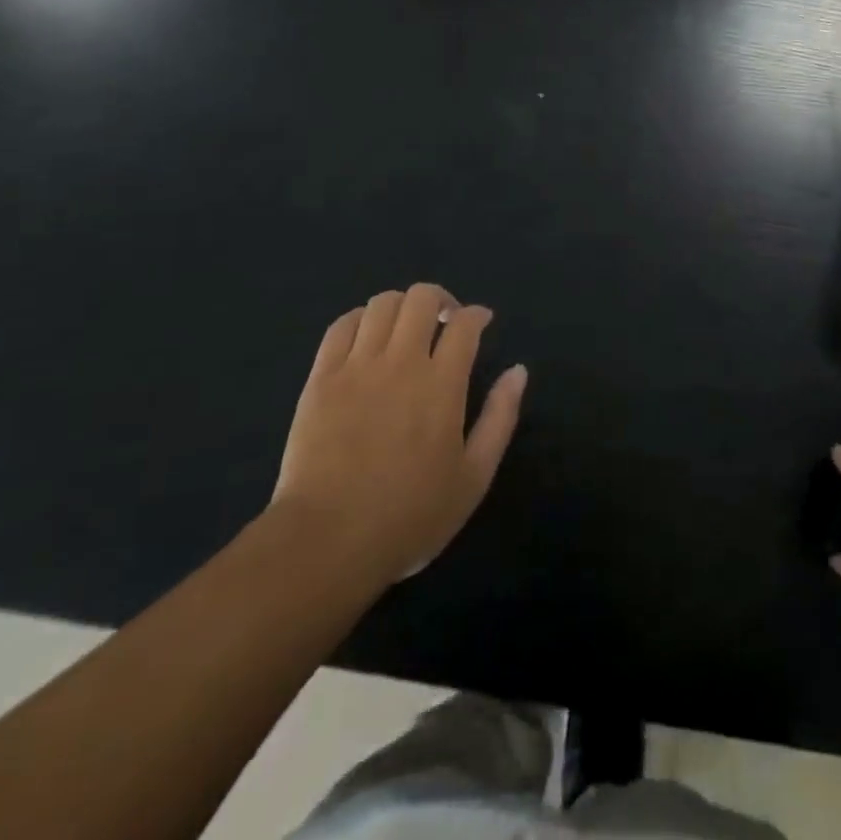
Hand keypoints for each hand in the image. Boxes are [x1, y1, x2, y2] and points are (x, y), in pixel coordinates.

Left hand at [273, 284, 526, 589]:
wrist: (328, 541)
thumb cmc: (410, 516)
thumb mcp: (473, 477)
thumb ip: (500, 417)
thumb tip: (519, 371)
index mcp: (442, 383)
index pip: (464, 324)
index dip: (477, 314)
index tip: (481, 321)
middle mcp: (401, 361)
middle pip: (421, 298)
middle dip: (440, 299)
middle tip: (445, 321)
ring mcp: (357, 366)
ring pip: (382, 304)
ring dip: (402, 306)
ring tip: (406, 328)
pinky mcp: (321, 378)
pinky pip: (341, 326)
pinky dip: (360, 319)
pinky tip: (367, 335)